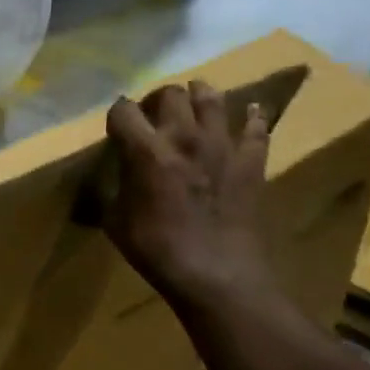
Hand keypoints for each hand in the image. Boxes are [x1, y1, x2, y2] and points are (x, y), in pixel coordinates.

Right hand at [103, 81, 276, 305]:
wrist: (216, 275)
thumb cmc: (158, 251)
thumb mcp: (116, 224)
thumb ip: (112, 192)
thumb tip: (112, 181)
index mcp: (146, 152)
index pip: (124, 111)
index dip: (116, 115)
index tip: (116, 129)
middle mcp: (184, 137)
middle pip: (170, 94)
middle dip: (156, 100)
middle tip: (153, 116)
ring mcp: (223, 145)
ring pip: (212, 98)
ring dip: (199, 94)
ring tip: (193, 102)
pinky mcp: (252, 161)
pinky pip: (257, 127)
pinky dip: (252, 117)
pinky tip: (249, 112)